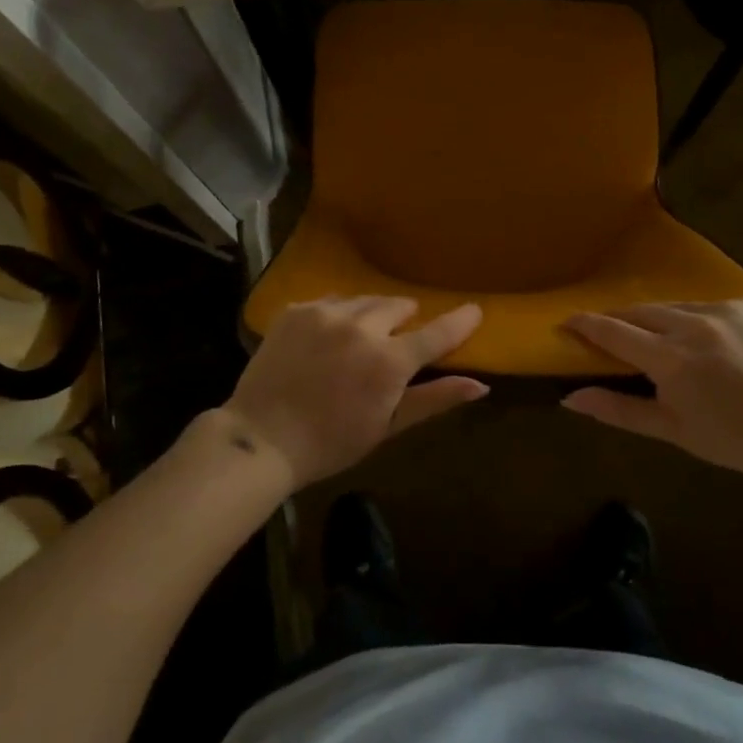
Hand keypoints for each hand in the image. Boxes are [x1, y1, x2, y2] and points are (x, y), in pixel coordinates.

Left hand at [225, 296, 486, 489]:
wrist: (261, 439)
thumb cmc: (331, 443)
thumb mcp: (387, 427)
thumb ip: (434, 399)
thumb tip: (480, 385)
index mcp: (388, 361)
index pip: (436, 333)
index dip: (459, 321)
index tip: (474, 310)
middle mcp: (360, 326)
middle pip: (398, 306)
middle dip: (403, 321)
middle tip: (393, 344)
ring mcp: (325, 313)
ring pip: (365, 300)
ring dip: (371, 315)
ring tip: (359, 340)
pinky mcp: (297, 309)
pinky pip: (331, 301)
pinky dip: (337, 315)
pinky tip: (327, 338)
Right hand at [561, 300, 742, 482]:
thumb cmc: (732, 438)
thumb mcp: (671, 429)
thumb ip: (618, 409)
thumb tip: (570, 398)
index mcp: (671, 359)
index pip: (613, 331)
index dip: (586, 324)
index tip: (567, 321)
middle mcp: (693, 324)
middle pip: (639, 312)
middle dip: (619, 320)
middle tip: (610, 334)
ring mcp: (723, 309)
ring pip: (672, 306)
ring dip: (658, 320)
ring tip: (661, 341)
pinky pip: (705, 305)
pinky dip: (695, 319)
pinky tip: (706, 341)